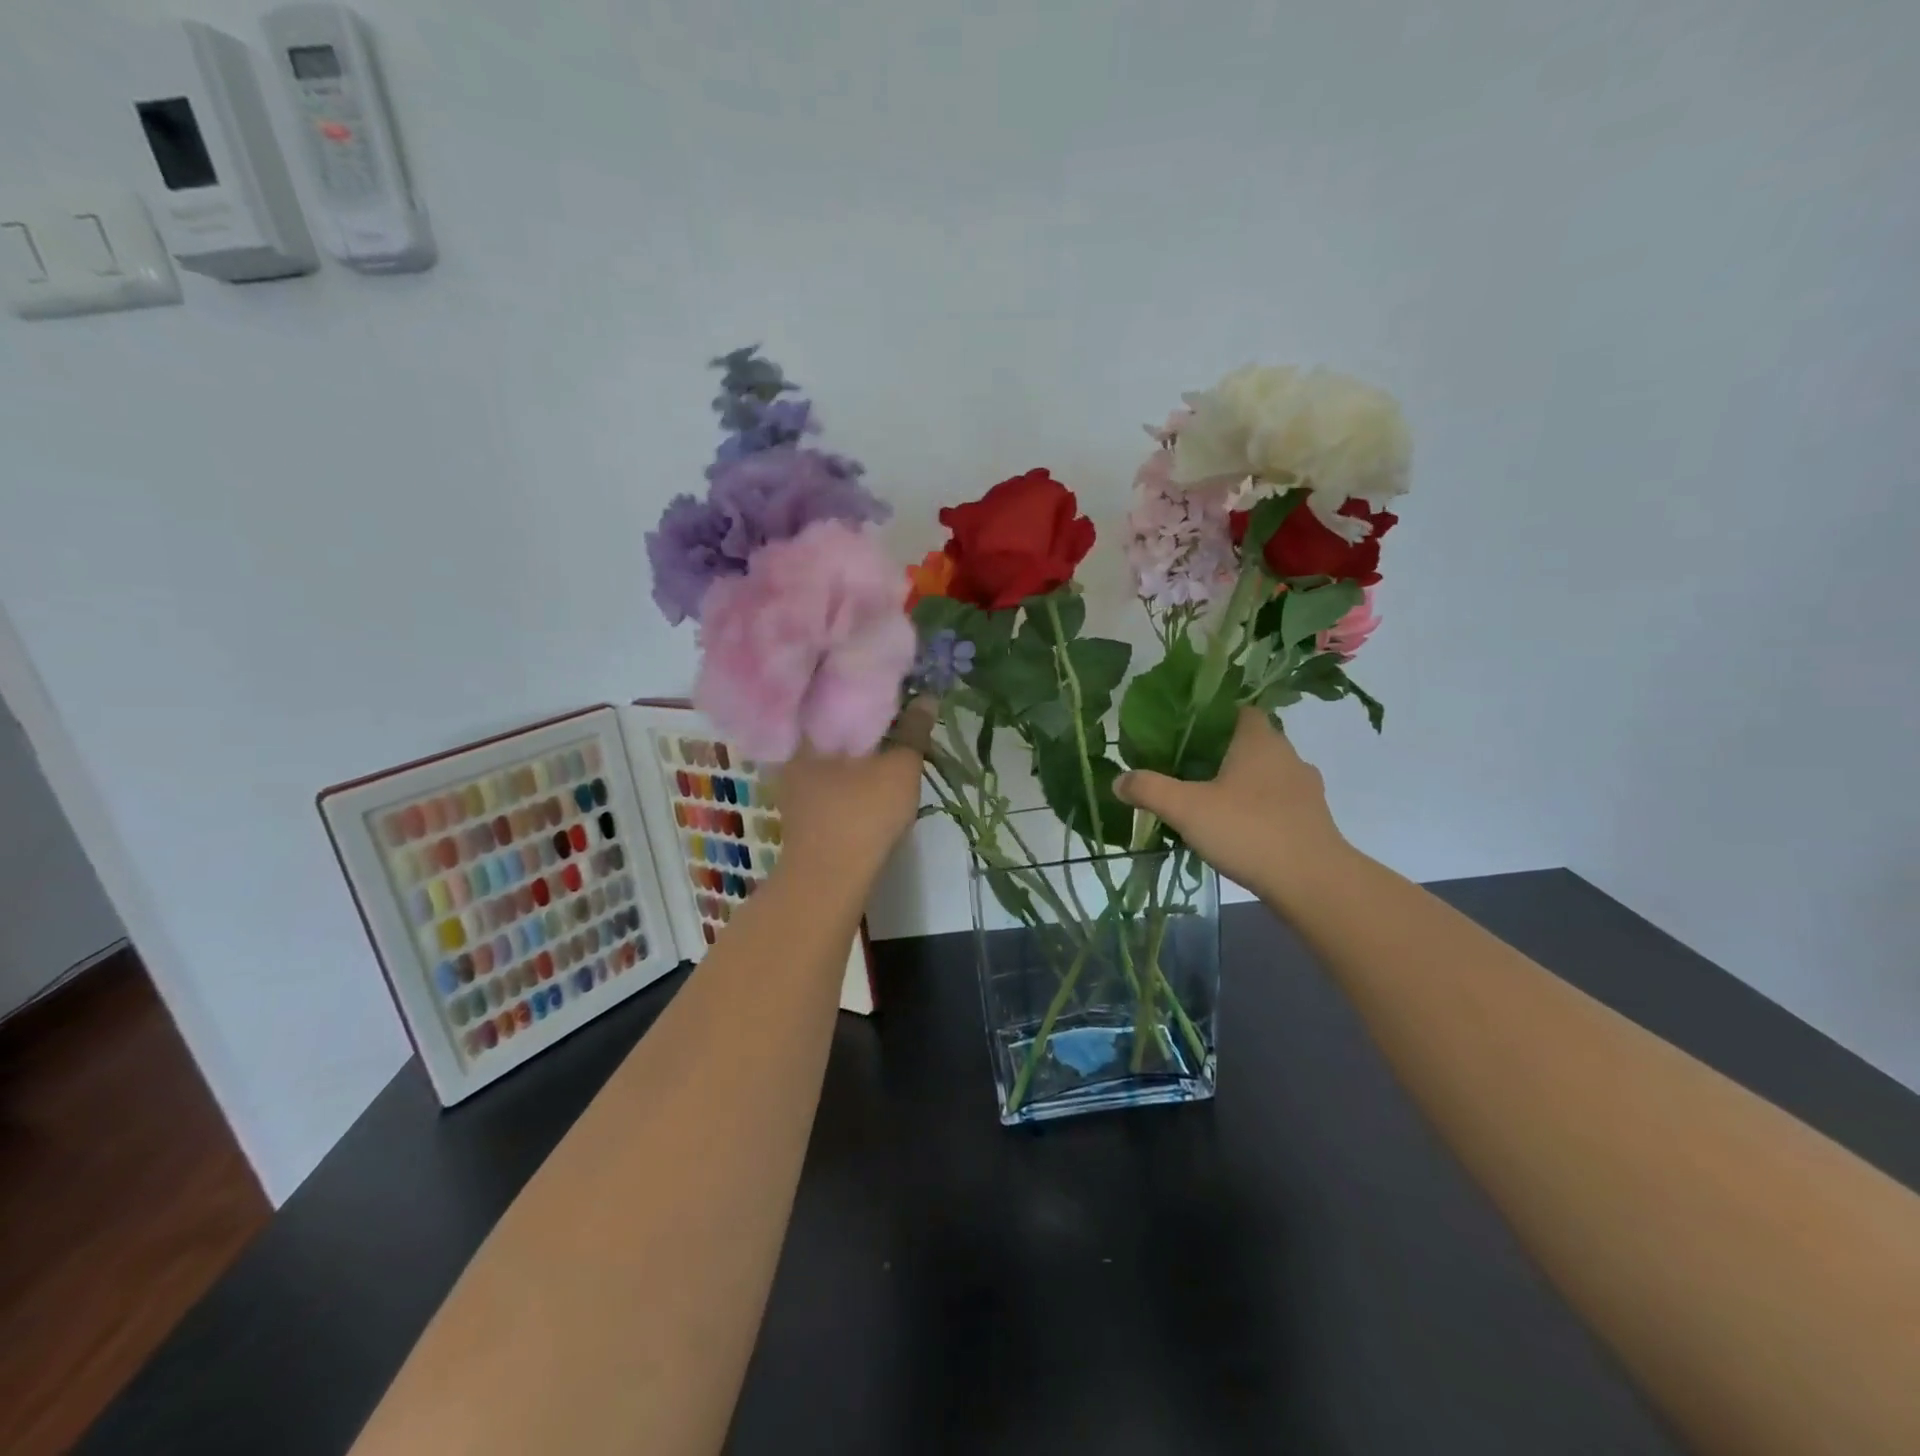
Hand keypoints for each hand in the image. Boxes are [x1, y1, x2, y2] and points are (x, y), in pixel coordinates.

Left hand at [769, 698, 935, 883]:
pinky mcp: (801, 811)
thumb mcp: (900, 768)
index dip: (865, 689)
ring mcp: (793, 786)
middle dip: (861, 720)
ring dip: (857, 749)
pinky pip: (829, 777)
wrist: (829, 880)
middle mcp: (793, 753)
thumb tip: (926, 696)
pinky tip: (869, 777)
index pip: (836, 695)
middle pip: (832, 726)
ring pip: (831, 754)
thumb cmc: (862, 814)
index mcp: (808, 732)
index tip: (891, 689)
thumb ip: (913, 731)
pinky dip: (849, 772)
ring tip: (887, 742)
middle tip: (894, 714)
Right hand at [1114, 708, 1351, 900]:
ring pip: (1267, 774)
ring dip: (1243, 784)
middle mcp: (1288, 756)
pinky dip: (1259, 810)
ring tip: (1210, 803)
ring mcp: (1306, 789)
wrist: (1313, 882)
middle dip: (1223, 753)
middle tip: (1188, 770)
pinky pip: (1279, 803)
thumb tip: (1117, 780)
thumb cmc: (1248, 830)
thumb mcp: (1186, 809)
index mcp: (1259, 740)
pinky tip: (1237, 831)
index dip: (1215, 716)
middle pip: (1252, 743)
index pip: (1241, 710)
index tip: (1187, 733)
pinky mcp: (1313, 820)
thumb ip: (1150, 790)